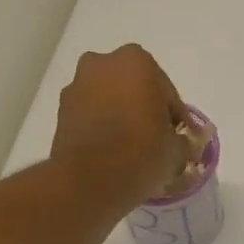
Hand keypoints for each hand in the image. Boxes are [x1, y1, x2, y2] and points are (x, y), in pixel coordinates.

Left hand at [50, 44, 189, 206]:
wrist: (90, 181)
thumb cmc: (142, 154)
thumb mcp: (177, 151)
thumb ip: (182, 140)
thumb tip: (179, 142)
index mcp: (137, 62)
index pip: (166, 91)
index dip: (175, 117)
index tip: (179, 138)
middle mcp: (102, 63)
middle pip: (134, 88)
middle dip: (144, 108)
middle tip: (155, 139)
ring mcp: (77, 85)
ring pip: (109, 99)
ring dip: (120, 116)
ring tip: (130, 148)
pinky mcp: (61, 111)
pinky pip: (91, 116)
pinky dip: (101, 128)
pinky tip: (111, 152)